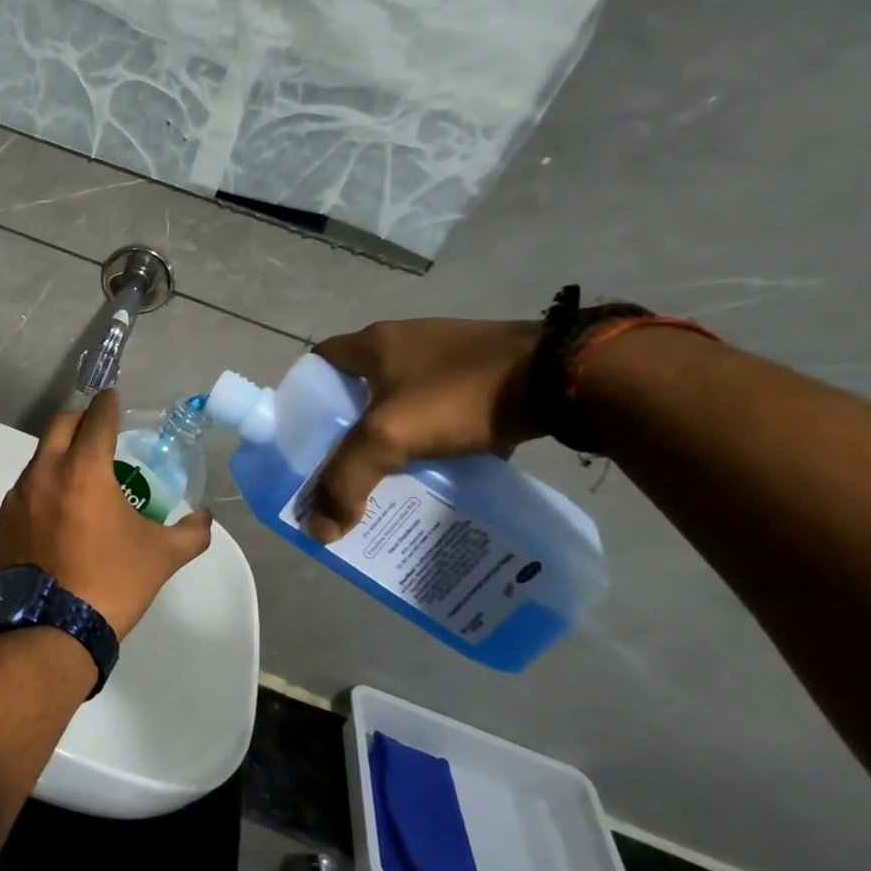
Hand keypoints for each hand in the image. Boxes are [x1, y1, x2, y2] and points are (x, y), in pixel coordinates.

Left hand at [0, 390, 214, 639]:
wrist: (50, 629)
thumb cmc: (111, 583)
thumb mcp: (161, 557)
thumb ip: (190, 532)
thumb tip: (204, 519)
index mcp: (84, 470)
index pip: (97, 419)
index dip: (108, 405)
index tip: (113, 398)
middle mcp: (44, 473)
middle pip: (59, 426)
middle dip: (80, 421)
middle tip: (97, 431)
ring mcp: (16, 498)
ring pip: (38, 460)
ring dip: (58, 458)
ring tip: (78, 481)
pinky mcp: (0, 522)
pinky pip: (23, 494)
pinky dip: (41, 492)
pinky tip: (54, 518)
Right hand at [307, 318, 543, 541]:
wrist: (566, 376)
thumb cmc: (460, 394)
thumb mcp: (390, 437)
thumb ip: (347, 480)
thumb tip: (318, 530)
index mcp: (374, 342)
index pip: (319, 363)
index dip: (305, 397)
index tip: (304, 436)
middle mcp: (407, 340)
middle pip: (359, 385)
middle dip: (349, 425)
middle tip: (344, 466)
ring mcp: (450, 354)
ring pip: (402, 398)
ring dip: (393, 431)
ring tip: (389, 473)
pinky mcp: (487, 371)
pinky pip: (442, 405)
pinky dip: (434, 432)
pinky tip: (440, 464)